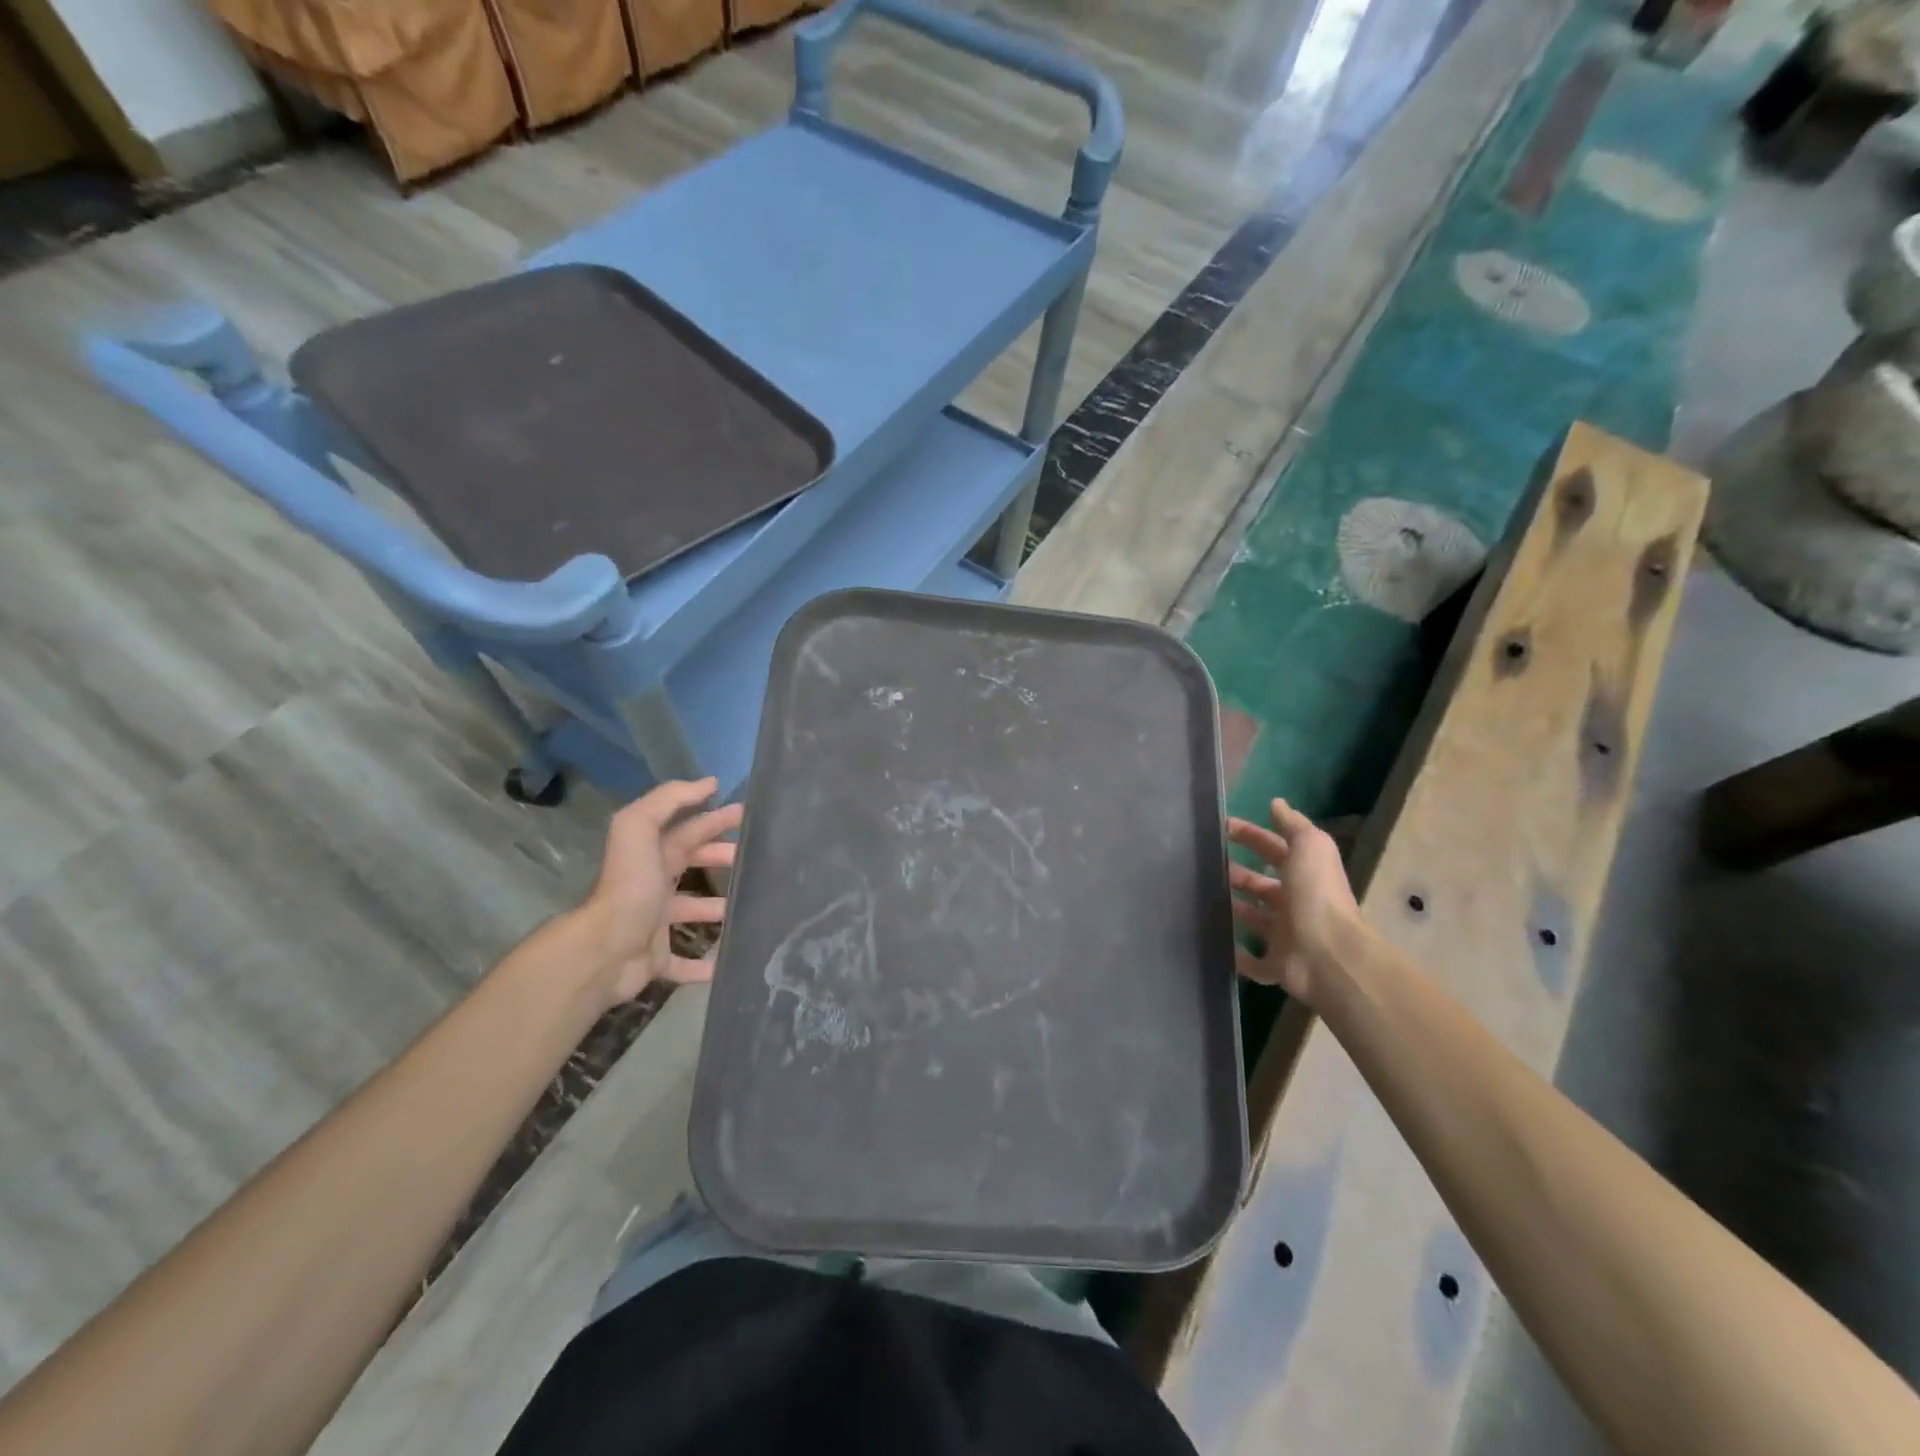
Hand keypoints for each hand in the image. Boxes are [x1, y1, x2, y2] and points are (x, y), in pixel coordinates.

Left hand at [574, 778, 742, 1006]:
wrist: (604, 951)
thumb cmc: (629, 888)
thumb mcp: (639, 829)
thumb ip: (668, 800)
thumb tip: (709, 782)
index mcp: (651, 855)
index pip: (689, 830)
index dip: (715, 818)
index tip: (748, 814)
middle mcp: (652, 885)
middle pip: (691, 863)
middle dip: (720, 856)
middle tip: (754, 858)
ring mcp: (653, 923)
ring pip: (691, 911)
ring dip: (716, 907)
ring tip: (748, 906)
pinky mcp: (655, 959)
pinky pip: (682, 962)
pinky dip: (703, 965)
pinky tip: (726, 963)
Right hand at [1227, 799, 1358, 1005]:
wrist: (1329, 955)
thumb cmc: (1316, 895)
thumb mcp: (1310, 847)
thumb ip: (1293, 824)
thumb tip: (1276, 803)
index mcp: (1304, 875)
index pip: (1274, 849)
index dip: (1251, 836)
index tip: (1222, 827)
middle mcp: (1297, 904)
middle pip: (1263, 885)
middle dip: (1238, 874)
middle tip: (1207, 865)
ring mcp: (1288, 937)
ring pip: (1256, 920)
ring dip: (1236, 909)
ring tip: (1203, 898)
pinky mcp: (1277, 967)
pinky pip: (1254, 961)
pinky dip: (1239, 955)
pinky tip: (1219, 944)